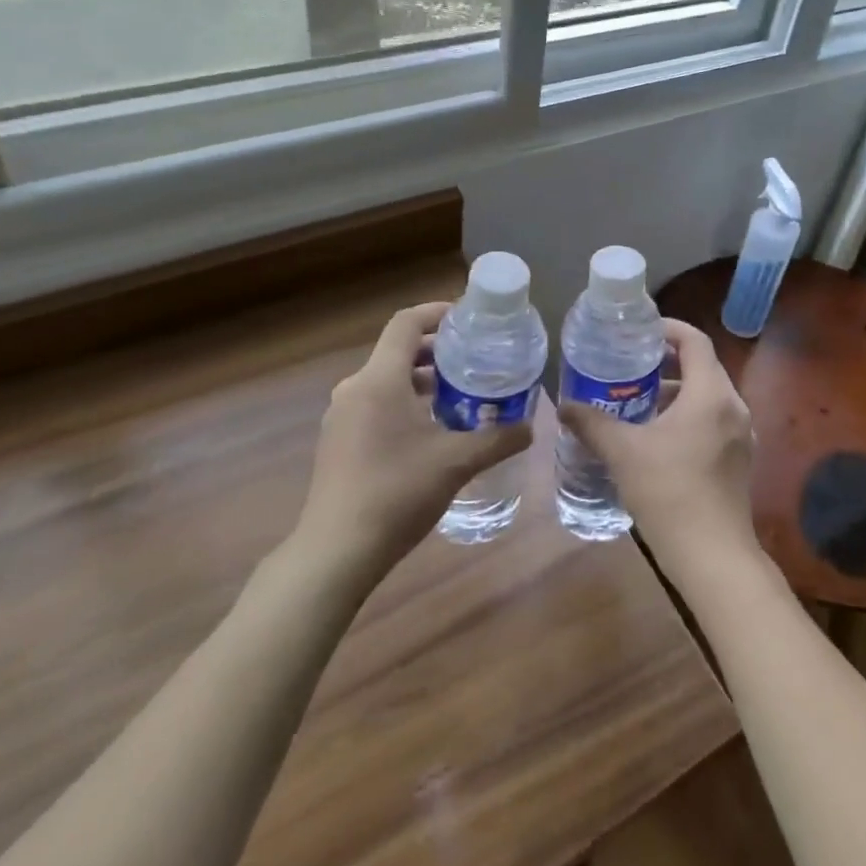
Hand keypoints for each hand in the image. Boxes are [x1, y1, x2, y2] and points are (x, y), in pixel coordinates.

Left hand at [295, 303, 532, 584]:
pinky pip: (374, 402)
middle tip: (474, 357)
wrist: (335, 554)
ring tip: (459, 392)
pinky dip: (404, 400)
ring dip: (421, 378)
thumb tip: (531, 426)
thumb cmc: (396, 494)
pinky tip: (430, 429)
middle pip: (398, 350)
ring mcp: (342, 416)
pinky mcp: (337, 441)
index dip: (438, 312)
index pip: (407, 323)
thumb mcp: (456, 463)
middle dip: (437, 349)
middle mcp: (355, 388)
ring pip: (386, 379)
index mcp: (380, 379)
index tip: (470, 317)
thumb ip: (497, 439)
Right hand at [559, 319, 760, 586]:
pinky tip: (656, 438)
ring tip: (636, 402)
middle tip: (629, 366)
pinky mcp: (739, 460)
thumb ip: (592, 423)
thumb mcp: (623, 453)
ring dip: (674, 393)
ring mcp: (741, 435)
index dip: (667, 329)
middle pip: (701, 367)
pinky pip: (713, 421)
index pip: (694, 341)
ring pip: (707, 397)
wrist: (714, 559)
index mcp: (711, 393)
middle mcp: (733, 406)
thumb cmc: (669, 493)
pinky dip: (687, 416)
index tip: (639, 332)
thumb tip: (563, 406)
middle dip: (665, 363)